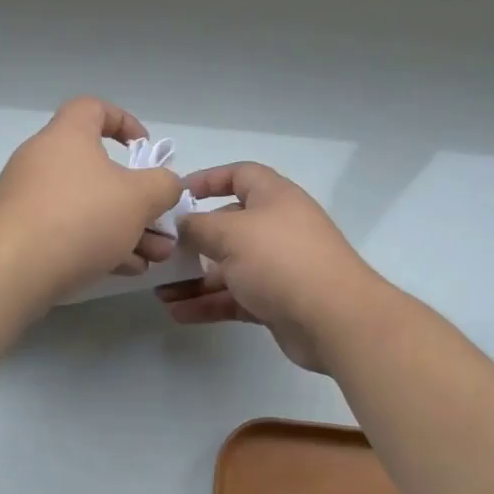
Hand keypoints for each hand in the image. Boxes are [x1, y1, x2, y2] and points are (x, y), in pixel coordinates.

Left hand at [0, 97, 182, 302]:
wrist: (8, 270)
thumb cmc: (79, 217)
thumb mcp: (139, 198)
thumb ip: (163, 185)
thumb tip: (166, 183)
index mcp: (67, 136)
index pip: (93, 108)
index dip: (123, 121)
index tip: (144, 148)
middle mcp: (42, 159)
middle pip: (96, 168)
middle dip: (135, 197)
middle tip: (160, 221)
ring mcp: (26, 198)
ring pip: (85, 205)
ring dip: (123, 227)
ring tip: (153, 257)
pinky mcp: (19, 234)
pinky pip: (66, 230)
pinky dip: (96, 244)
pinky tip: (124, 269)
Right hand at [155, 163, 385, 372]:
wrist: (334, 319)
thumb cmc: (280, 260)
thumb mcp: (231, 234)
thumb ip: (198, 226)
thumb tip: (182, 223)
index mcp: (274, 197)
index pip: (239, 175)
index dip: (208, 180)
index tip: (177, 195)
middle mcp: (277, 226)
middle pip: (229, 224)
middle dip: (194, 238)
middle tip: (161, 250)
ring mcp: (279, 265)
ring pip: (229, 266)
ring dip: (195, 278)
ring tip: (159, 291)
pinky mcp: (277, 300)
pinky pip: (236, 295)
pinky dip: (209, 302)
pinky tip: (178, 312)